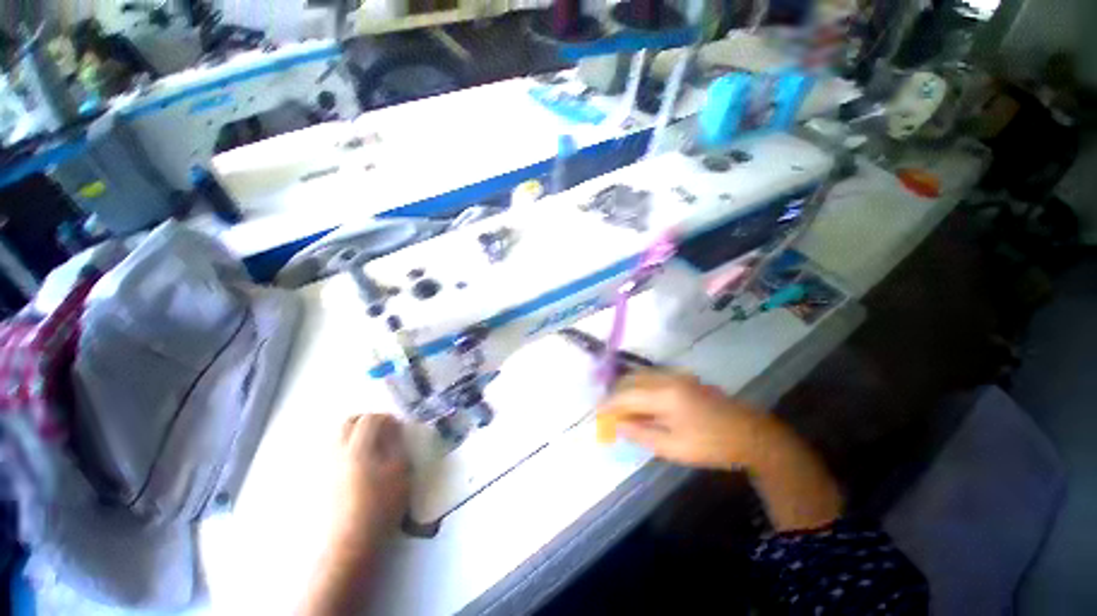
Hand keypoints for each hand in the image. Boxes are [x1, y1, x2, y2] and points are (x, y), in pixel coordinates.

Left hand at [333, 414, 409, 546]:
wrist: (351, 541)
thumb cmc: (381, 504)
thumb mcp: (400, 471)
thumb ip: (396, 445)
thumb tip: (393, 428)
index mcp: (358, 448)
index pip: (369, 419)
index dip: (386, 418)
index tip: (398, 426)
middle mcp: (337, 452)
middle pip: (347, 423)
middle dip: (366, 421)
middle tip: (383, 431)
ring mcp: (326, 466)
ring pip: (337, 437)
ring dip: (355, 434)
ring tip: (372, 447)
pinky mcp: (321, 480)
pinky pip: (333, 452)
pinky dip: (346, 448)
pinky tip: (359, 464)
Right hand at [598, 371, 766, 470]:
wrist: (751, 434)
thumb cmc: (711, 445)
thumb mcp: (673, 448)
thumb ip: (641, 434)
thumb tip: (617, 425)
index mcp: (664, 395)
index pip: (626, 395)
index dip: (609, 403)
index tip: (597, 412)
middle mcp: (667, 377)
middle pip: (631, 379)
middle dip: (616, 393)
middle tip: (609, 412)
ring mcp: (676, 374)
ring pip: (640, 375)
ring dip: (627, 388)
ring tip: (622, 407)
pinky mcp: (683, 377)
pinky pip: (652, 376)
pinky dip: (640, 386)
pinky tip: (641, 401)